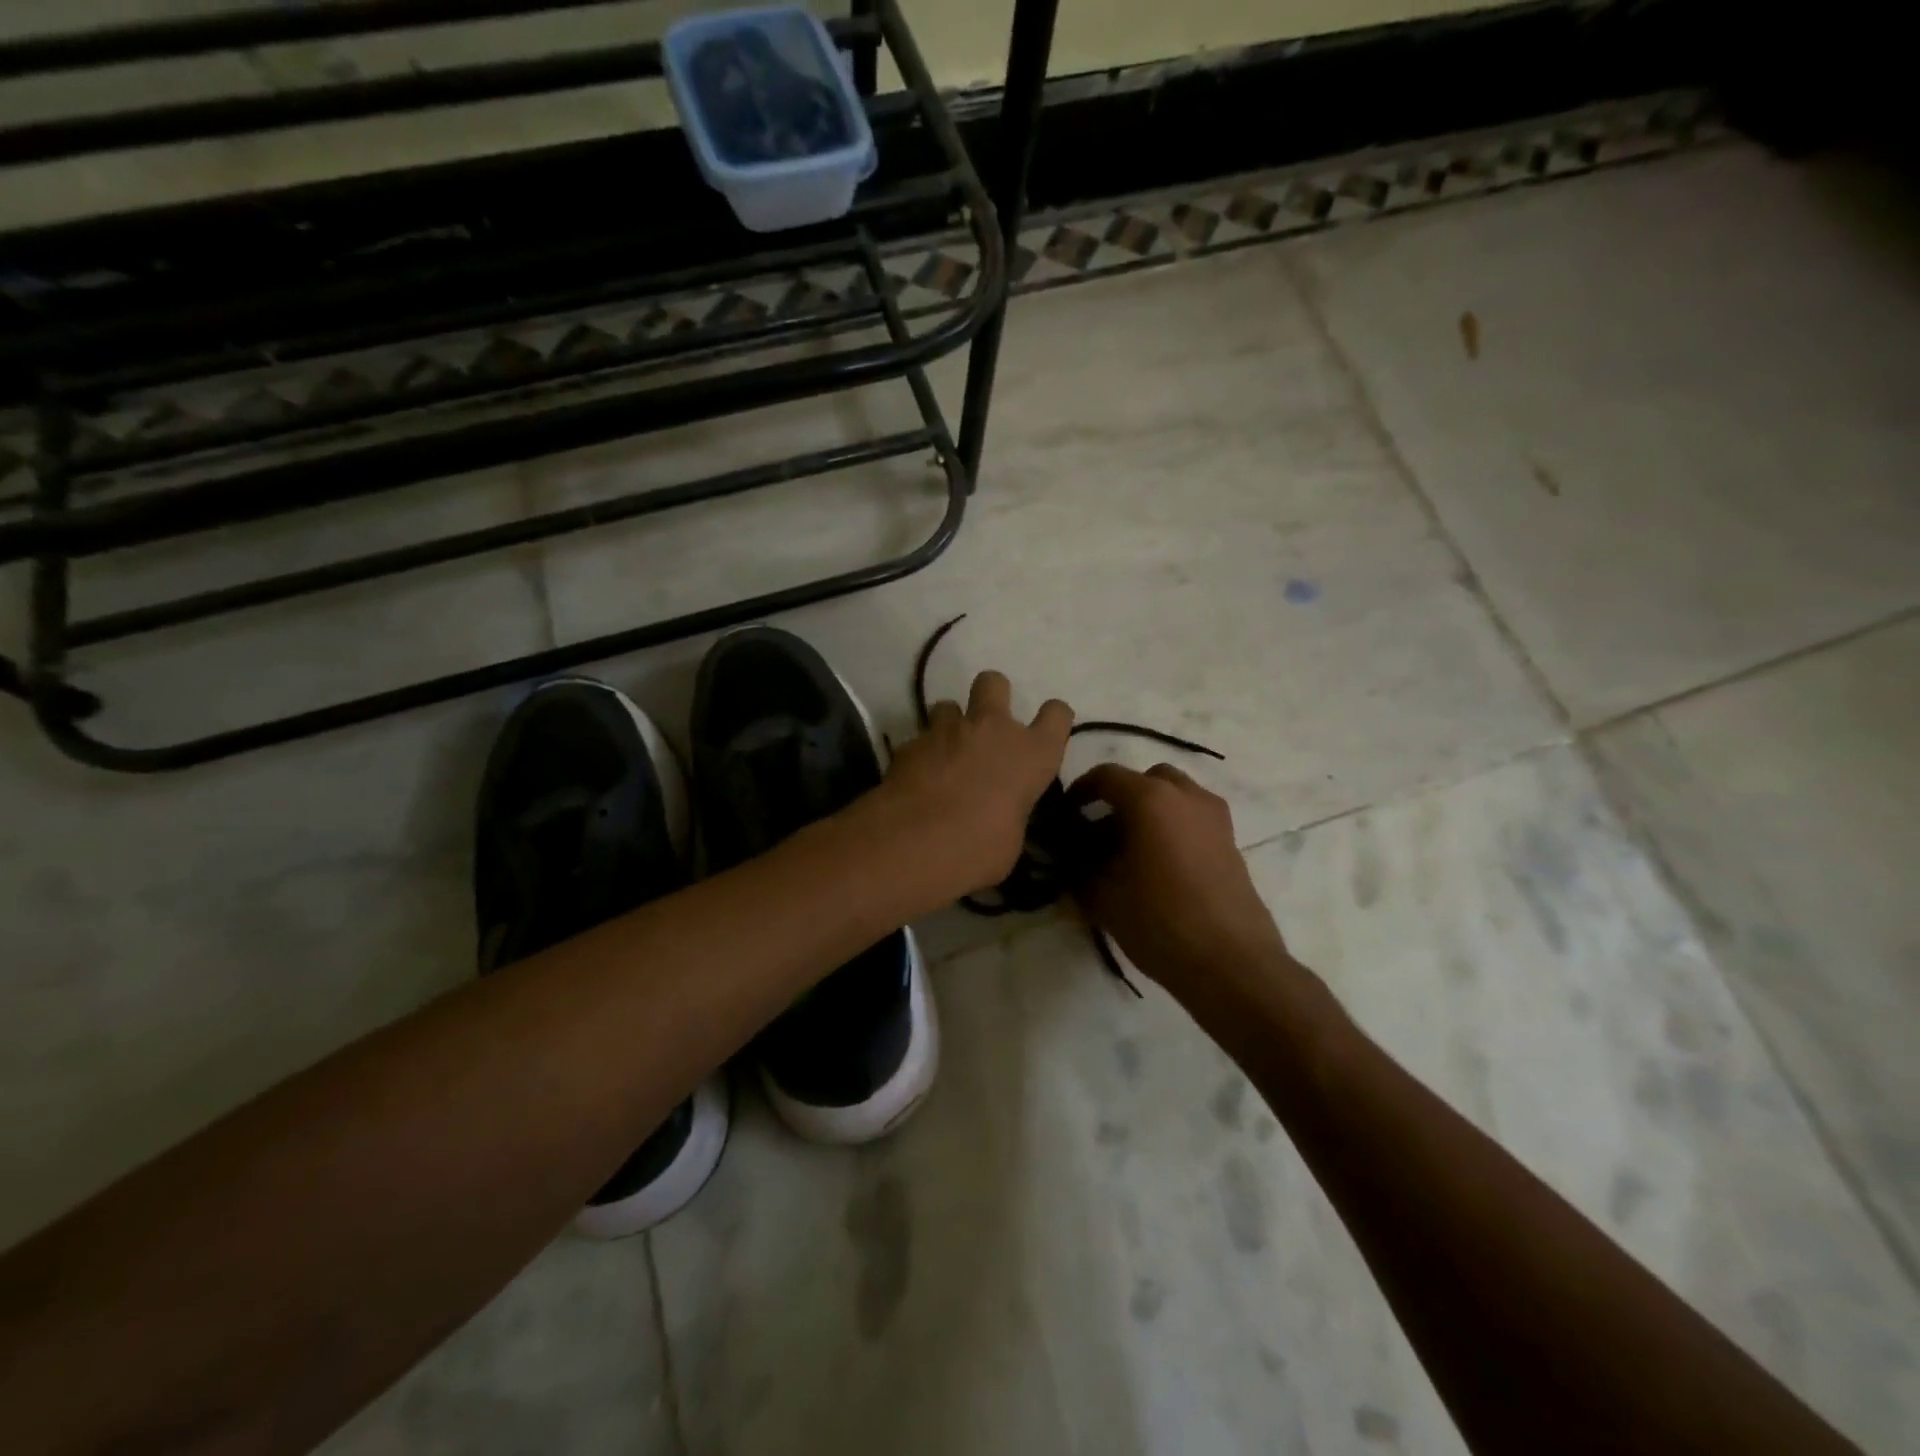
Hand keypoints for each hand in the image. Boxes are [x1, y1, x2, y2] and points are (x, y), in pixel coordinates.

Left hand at [869, 671, 1071, 903]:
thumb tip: (1000, 819)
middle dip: (990, 696)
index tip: (1045, 732)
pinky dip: (920, 755)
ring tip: (944, 754)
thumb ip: (1011, 815)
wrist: (916, 842)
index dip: (1052, 719)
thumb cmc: (979, 848)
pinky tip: (916, 780)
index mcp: (1032, 754)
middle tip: (985, 727)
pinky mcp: (910, 743)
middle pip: (994, 682)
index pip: (1057, 715)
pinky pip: (919, 739)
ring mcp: (947, 730)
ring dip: (949, 725)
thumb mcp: (1011, 841)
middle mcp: (992, 729)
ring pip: (948, 704)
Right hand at [1068, 763, 1291, 1000]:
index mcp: (1150, 799)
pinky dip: (1173, 827)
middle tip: (1101, 831)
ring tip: (1131, 851)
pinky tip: (1159, 866)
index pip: (1106, 776)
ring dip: (1150, 811)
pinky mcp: (1231, 842)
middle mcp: (1186, 796)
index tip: (1067, 815)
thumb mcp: (1103, 897)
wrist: (1230, 962)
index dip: (1080, 791)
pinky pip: (1194, 818)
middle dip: (1121, 797)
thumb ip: (1079, 870)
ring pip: (1175, 796)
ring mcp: (1215, 817)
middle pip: (1146, 780)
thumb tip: (1071, 859)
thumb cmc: (1159, 921)